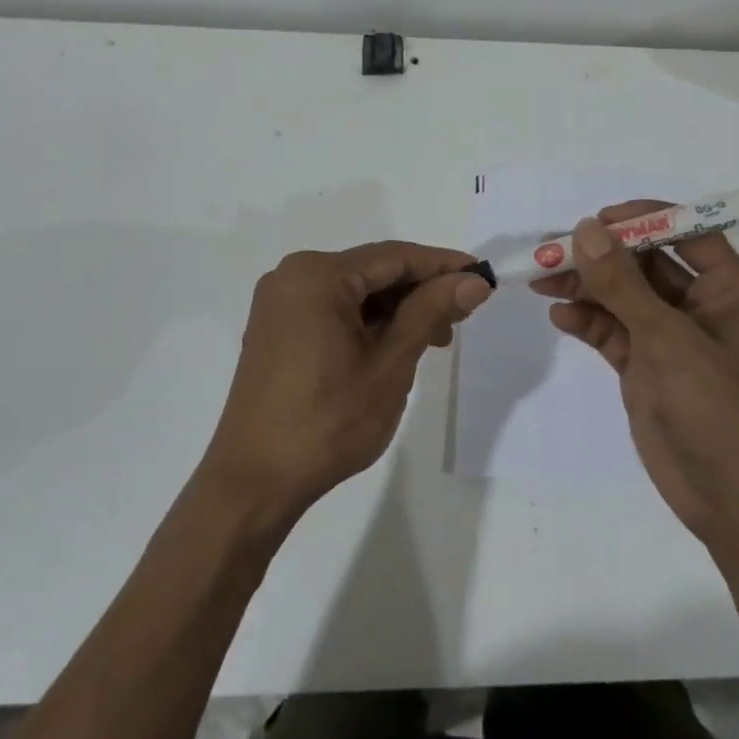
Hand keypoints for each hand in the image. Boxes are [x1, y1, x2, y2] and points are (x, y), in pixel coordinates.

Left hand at [200, 242, 491, 530]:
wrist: (255, 481)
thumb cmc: (328, 421)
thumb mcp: (390, 364)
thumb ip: (430, 312)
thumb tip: (474, 281)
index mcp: (316, 276)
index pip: (394, 257)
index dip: (443, 264)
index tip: (483, 276)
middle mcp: (292, 276)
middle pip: (372, 271)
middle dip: (419, 292)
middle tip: (461, 318)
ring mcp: (280, 302)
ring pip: (354, 292)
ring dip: (396, 310)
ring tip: (433, 341)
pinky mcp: (276, 328)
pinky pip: (332, 309)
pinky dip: (367, 322)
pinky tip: (394, 346)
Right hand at [533, 202, 738, 550]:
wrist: (732, 499)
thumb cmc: (716, 407)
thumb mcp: (667, 338)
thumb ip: (622, 283)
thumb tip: (586, 229)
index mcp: (729, 289)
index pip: (686, 232)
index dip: (642, 219)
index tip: (595, 220)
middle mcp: (702, 306)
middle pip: (646, 264)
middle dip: (601, 256)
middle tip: (552, 250)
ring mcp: (672, 339)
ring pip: (623, 298)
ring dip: (586, 287)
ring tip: (541, 281)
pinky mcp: (647, 368)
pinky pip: (613, 332)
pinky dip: (588, 322)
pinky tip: (560, 317)